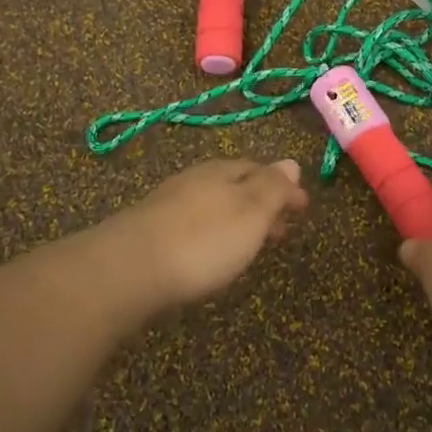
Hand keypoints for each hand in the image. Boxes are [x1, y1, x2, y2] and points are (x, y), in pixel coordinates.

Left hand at [98, 157, 308, 309]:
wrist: (128, 269)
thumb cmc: (202, 240)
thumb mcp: (250, 212)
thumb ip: (272, 187)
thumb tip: (291, 162)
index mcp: (223, 172)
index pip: (262, 171)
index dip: (285, 189)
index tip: (304, 208)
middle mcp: (196, 180)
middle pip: (237, 186)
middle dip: (263, 204)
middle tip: (282, 230)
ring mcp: (169, 203)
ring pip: (215, 205)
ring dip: (238, 220)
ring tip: (252, 244)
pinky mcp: (150, 230)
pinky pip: (194, 223)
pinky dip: (214, 232)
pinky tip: (211, 251)